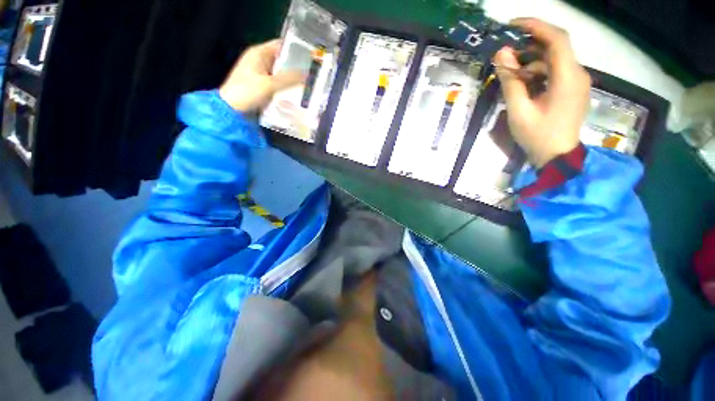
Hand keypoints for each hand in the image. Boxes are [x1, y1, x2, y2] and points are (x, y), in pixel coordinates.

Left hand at [219, 39, 303, 112]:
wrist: (232, 109)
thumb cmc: (247, 91)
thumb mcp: (269, 84)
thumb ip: (288, 79)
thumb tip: (307, 75)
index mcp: (259, 53)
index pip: (281, 45)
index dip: (295, 50)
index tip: (310, 58)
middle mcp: (260, 61)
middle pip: (282, 61)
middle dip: (296, 68)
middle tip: (312, 75)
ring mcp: (260, 74)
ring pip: (281, 75)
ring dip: (292, 80)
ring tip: (307, 85)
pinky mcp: (262, 86)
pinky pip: (277, 85)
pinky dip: (285, 88)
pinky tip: (296, 94)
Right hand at [494, 18, 590, 167]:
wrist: (557, 156)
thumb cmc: (537, 136)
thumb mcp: (518, 110)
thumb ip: (510, 81)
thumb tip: (502, 54)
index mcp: (567, 77)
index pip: (556, 38)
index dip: (535, 26)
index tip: (512, 25)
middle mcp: (577, 73)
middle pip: (555, 46)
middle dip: (529, 44)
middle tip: (506, 50)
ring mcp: (576, 81)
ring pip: (554, 59)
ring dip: (531, 60)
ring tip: (510, 72)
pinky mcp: (572, 89)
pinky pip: (555, 71)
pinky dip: (538, 71)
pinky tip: (523, 83)